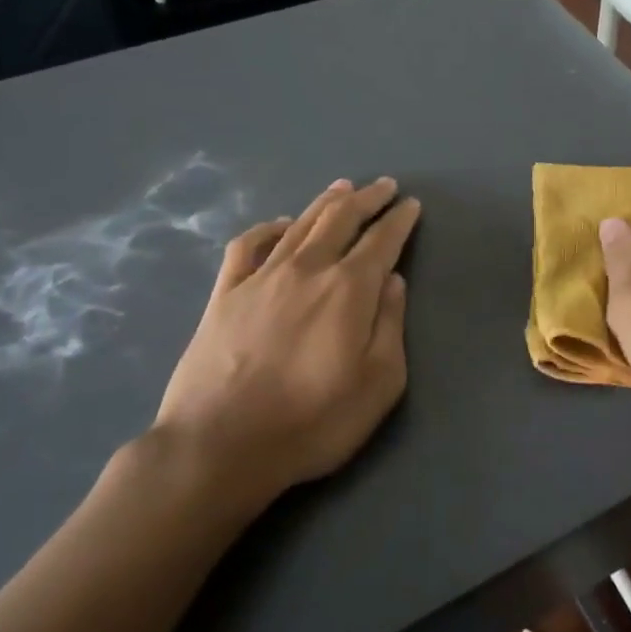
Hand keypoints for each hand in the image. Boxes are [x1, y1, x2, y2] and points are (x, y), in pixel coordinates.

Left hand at [143, 175, 421, 508]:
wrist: (220, 446)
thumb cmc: (312, 422)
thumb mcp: (379, 384)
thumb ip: (390, 325)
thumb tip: (393, 280)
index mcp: (349, 289)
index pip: (381, 241)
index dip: (399, 220)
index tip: (411, 205)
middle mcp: (306, 269)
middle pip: (341, 219)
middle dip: (367, 198)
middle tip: (384, 185)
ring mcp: (260, 277)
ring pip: (299, 224)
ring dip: (325, 202)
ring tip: (342, 187)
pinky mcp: (224, 293)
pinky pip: (248, 245)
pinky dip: (268, 228)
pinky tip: (280, 225)